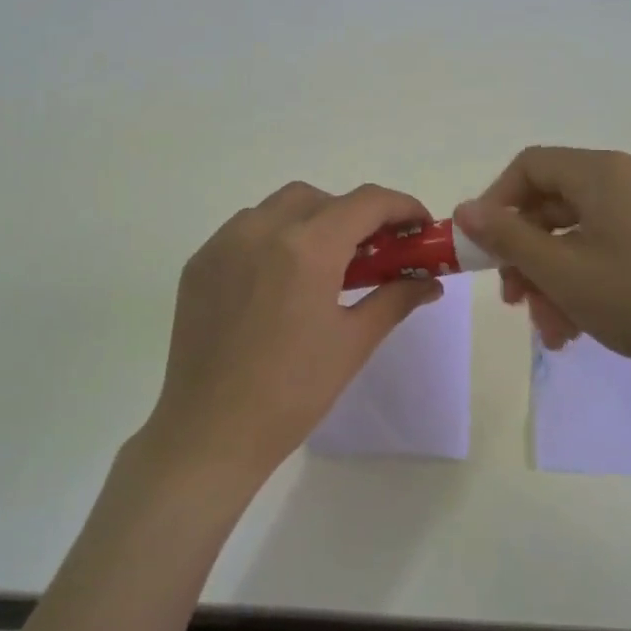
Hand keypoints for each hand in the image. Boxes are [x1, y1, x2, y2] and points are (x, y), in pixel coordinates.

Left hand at [143, 181, 443, 486]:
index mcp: (307, 248)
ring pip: (277, 207)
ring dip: (311, 221)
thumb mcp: (353, 343)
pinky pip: (244, 230)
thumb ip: (395, 299)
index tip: (419, 228)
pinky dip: (273, 237)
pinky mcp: (199, 264)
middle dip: (353, 215)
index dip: (401, 207)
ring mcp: (223, 244)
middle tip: (371, 253)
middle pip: (320, 198)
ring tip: (323, 267)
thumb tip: (430, 282)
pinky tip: (279, 279)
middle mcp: (262, 230)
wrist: (211, 432)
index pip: (366, 202)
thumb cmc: (293, 391)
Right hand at [454, 147, 630, 389]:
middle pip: (552, 206)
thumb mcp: (560, 270)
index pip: (529, 167)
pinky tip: (576, 330)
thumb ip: (507, 237)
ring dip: (551, 280)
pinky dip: (582, 284)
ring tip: (550, 330)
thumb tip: (465, 209)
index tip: (483, 248)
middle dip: (525, 255)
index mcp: (600, 174)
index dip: (496, 203)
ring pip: (576, 237)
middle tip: (513, 300)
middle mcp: (625, 182)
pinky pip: (605, 253)